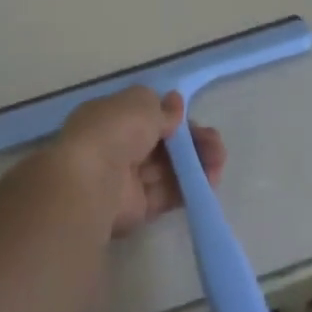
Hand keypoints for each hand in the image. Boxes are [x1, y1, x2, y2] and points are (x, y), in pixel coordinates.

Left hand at [56, 87, 224, 237]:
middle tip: (215, 143)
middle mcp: (117, 147)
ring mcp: (127, 179)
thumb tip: (175, 103)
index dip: (172, 116)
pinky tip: (211, 180)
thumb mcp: (140, 103)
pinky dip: (190, 187)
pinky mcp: (138, 207)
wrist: (92, 182)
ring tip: (219, 161)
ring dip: (196, 163)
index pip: (147, 116)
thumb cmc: (114, 131)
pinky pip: (168, 194)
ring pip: (168, 169)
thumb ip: (162, 107)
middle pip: (162, 144)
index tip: (190, 117)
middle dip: (191, 142)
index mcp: (110, 118)